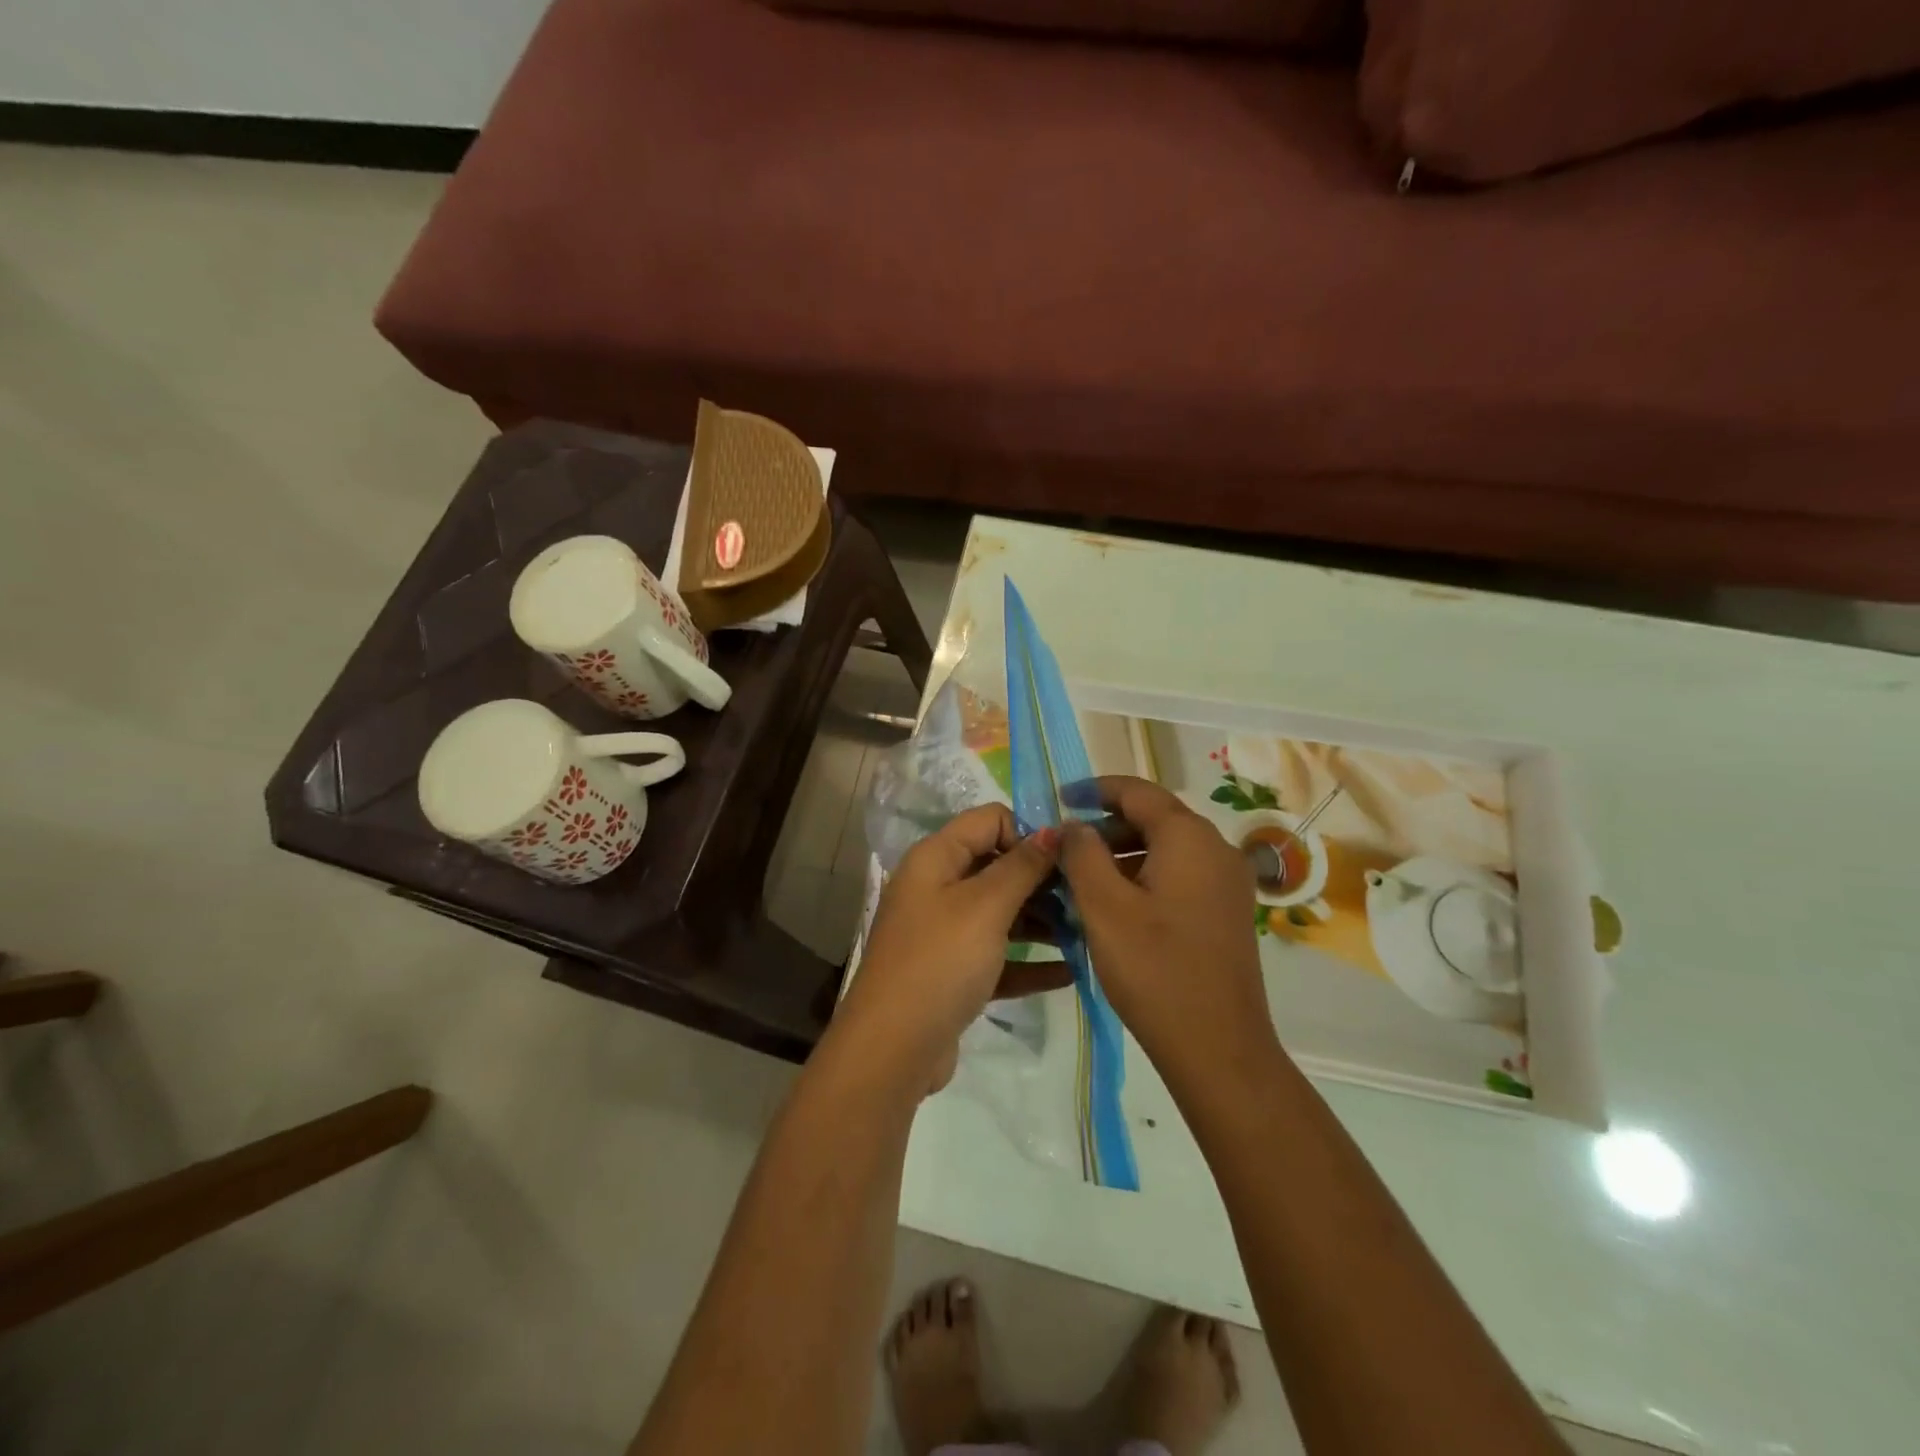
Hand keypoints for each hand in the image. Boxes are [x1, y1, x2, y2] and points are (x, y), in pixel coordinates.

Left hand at [836, 804, 1059, 1092]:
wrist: (893, 1048)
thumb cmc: (940, 961)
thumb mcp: (985, 906)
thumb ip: (1022, 866)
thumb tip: (1052, 829)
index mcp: (936, 858)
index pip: (989, 820)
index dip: (1029, 831)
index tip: (1069, 857)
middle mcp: (937, 887)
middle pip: (998, 866)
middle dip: (1042, 880)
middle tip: (1087, 898)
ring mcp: (944, 932)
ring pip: (1002, 913)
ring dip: (1042, 921)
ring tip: (1088, 934)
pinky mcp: (954, 973)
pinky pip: (999, 956)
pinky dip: (1029, 961)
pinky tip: (1071, 972)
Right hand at [1059, 777, 1275, 1087]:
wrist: (1218, 1048)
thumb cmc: (1155, 970)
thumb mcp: (1104, 907)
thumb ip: (1083, 854)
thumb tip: (1074, 825)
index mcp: (1189, 837)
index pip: (1137, 792)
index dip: (1094, 790)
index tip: (1059, 799)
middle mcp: (1216, 849)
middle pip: (1154, 817)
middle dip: (1106, 825)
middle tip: (1064, 847)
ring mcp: (1227, 882)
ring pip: (1167, 848)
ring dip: (1123, 853)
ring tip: (1082, 878)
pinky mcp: (1227, 911)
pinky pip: (1180, 874)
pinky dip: (1145, 875)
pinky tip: (1116, 905)